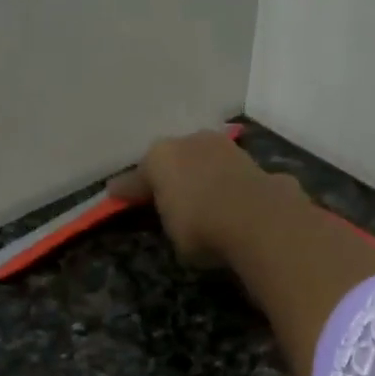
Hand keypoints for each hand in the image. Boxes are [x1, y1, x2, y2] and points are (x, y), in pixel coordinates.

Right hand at [109, 130, 303, 268]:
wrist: (258, 220)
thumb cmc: (201, 229)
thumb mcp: (173, 233)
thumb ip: (168, 218)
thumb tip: (172, 212)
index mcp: (160, 158)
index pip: (137, 177)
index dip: (127, 190)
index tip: (115, 194)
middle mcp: (191, 142)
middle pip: (175, 160)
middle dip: (171, 176)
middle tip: (167, 194)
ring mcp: (226, 148)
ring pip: (207, 161)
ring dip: (204, 176)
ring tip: (204, 197)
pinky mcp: (255, 163)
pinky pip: (234, 177)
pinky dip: (231, 187)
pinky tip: (234, 202)